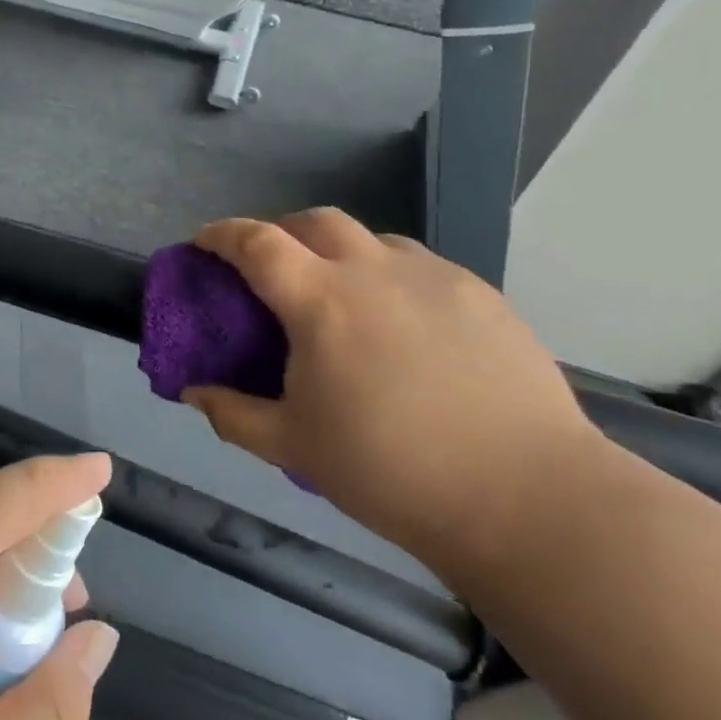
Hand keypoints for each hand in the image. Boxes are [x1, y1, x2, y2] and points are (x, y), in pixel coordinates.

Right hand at [183, 211, 596, 578]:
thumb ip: (232, 414)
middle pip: (315, 221)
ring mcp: (434, 277)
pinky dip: (390, 276)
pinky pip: (420, 266)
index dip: (221, 234)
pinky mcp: (481, 295)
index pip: (256, 242)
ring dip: (341, 252)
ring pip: (372, 239)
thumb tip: (193, 392)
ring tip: (341, 297)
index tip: (204, 243)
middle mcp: (374, 271)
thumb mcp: (294, 446)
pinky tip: (402, 324)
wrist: (527, 498)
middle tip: (272, 268)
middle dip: (281, 231)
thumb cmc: (391, 471)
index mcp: (321, 301)